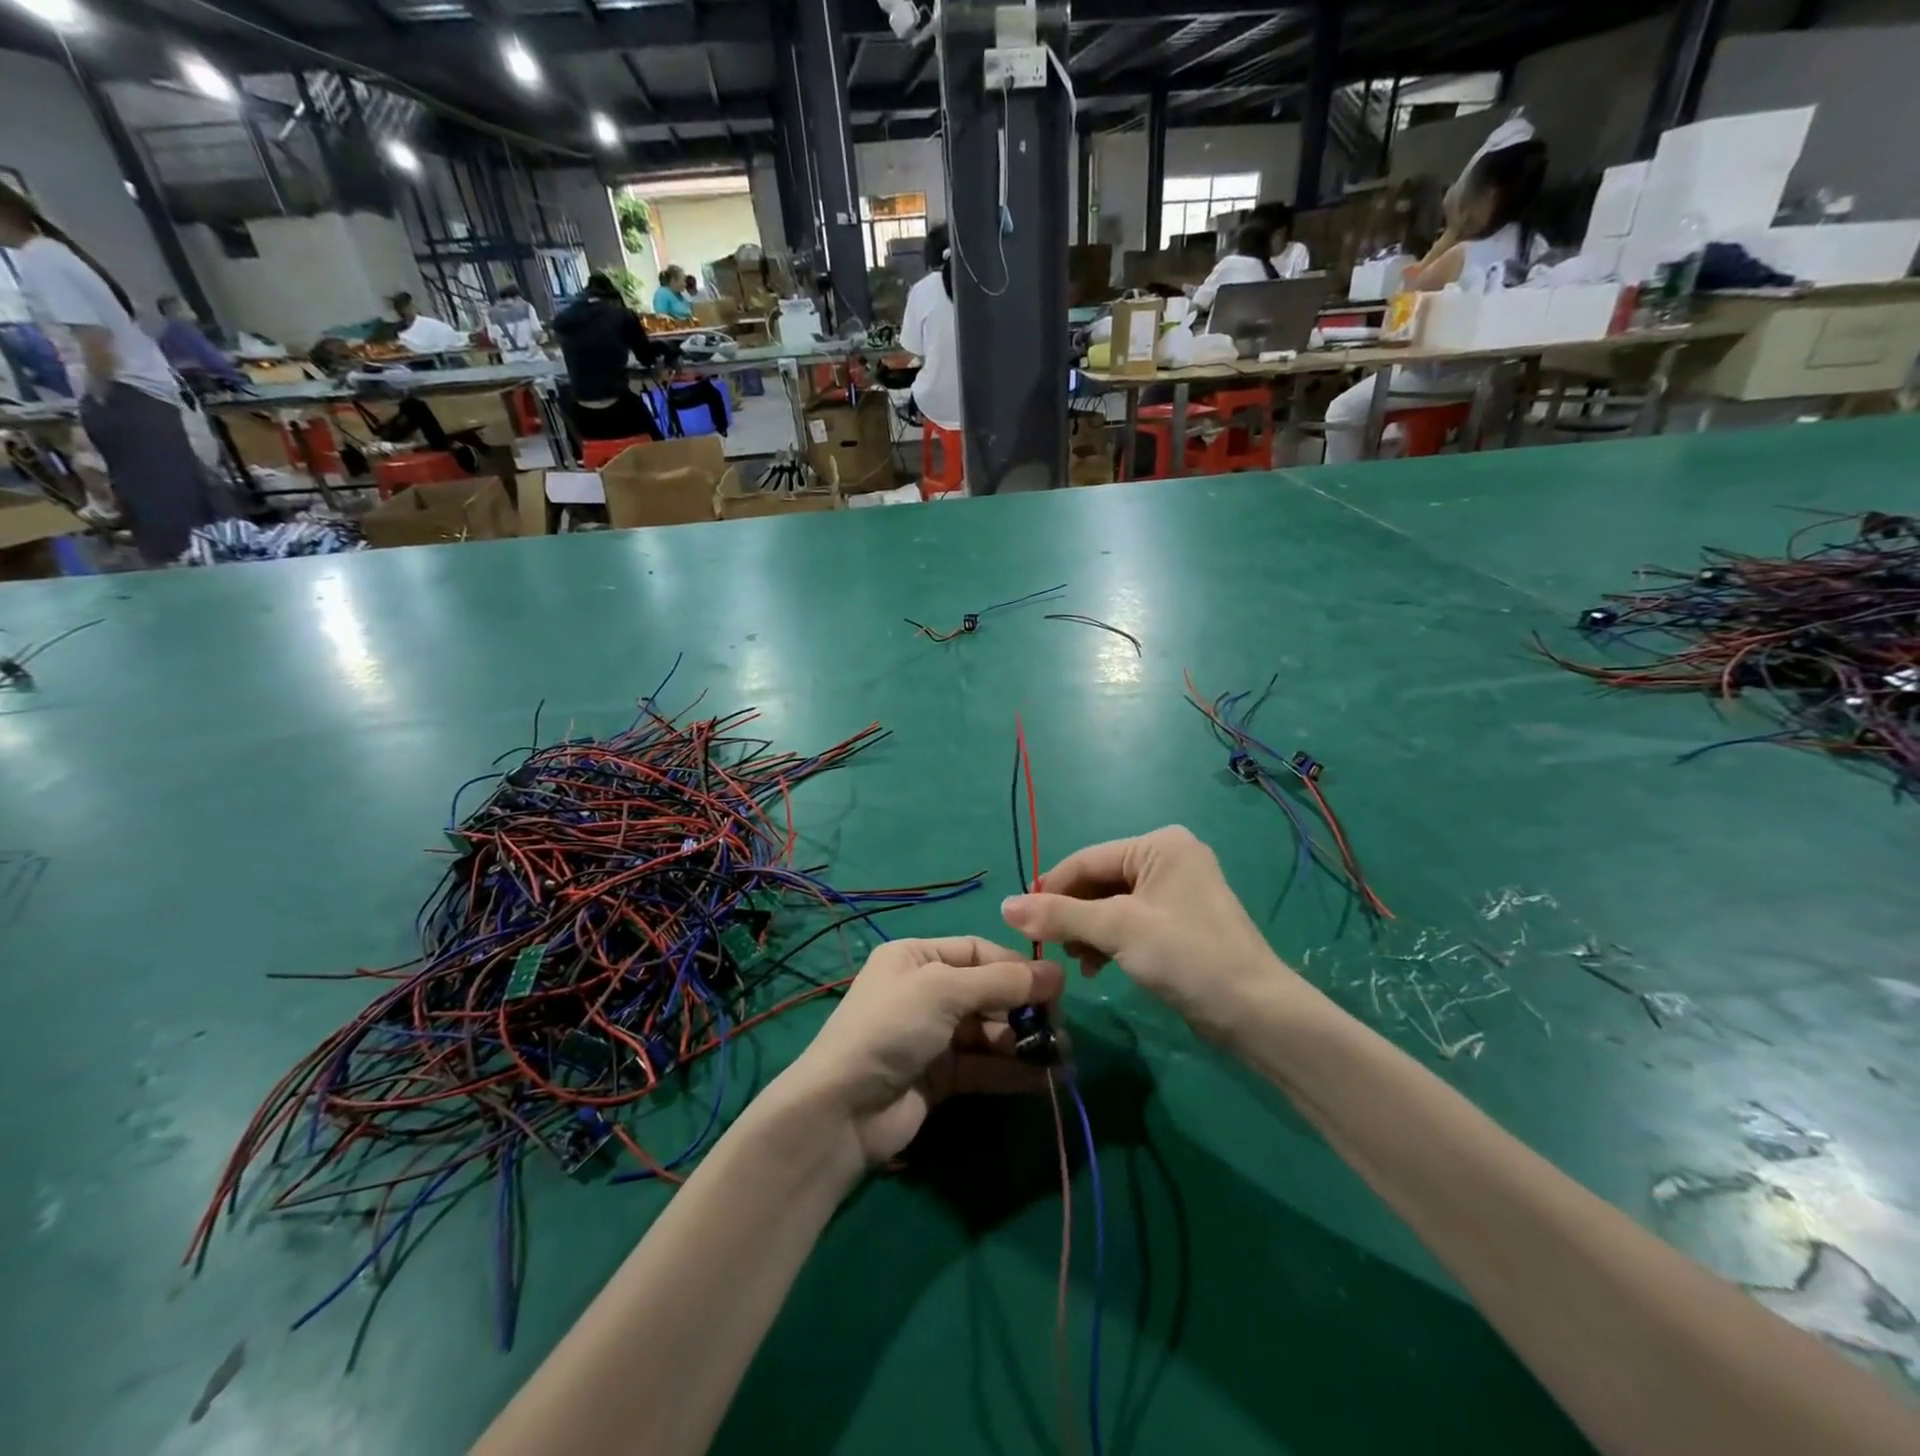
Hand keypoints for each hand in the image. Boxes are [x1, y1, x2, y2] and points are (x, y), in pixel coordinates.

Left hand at [780, 937, 1063, 1164]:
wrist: (843, 1110)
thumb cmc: (891, 1028)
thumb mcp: (943, 991)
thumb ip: (1001, 982)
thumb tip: (1058, 972)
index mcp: (917, 957)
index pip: (977, 951)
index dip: (1015, 966)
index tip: (1055, 986)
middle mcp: (925, 992)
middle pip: (987, 992)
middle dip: (1023, 1008)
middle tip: (1060, 1027)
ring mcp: (933, 1037)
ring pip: (989, 1032)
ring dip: (1023, 1042)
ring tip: (1061, 1056)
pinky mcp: (940, 1077)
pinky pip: (984, 1066)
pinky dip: (1012, 1070)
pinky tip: (1045, 1079)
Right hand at [1001, 826, 1311, 1045]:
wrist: (1255, 1013)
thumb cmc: (1187, 956)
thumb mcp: (1117, 930)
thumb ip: (1060, 915)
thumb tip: (1004, 906)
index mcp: (1159, 844)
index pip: (1087, 860)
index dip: (1051, 889)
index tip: (1020, 921)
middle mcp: (1167, 858)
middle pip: (1098, 881)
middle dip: (1073, 915)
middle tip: (1053, 949)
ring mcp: (1175, 890)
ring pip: (1110, 904)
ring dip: (1088, 931)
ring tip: (1079, 963)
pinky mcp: (1178, 921)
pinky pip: (1129, 921)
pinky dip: (1109, 941)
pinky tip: (1097, 967)